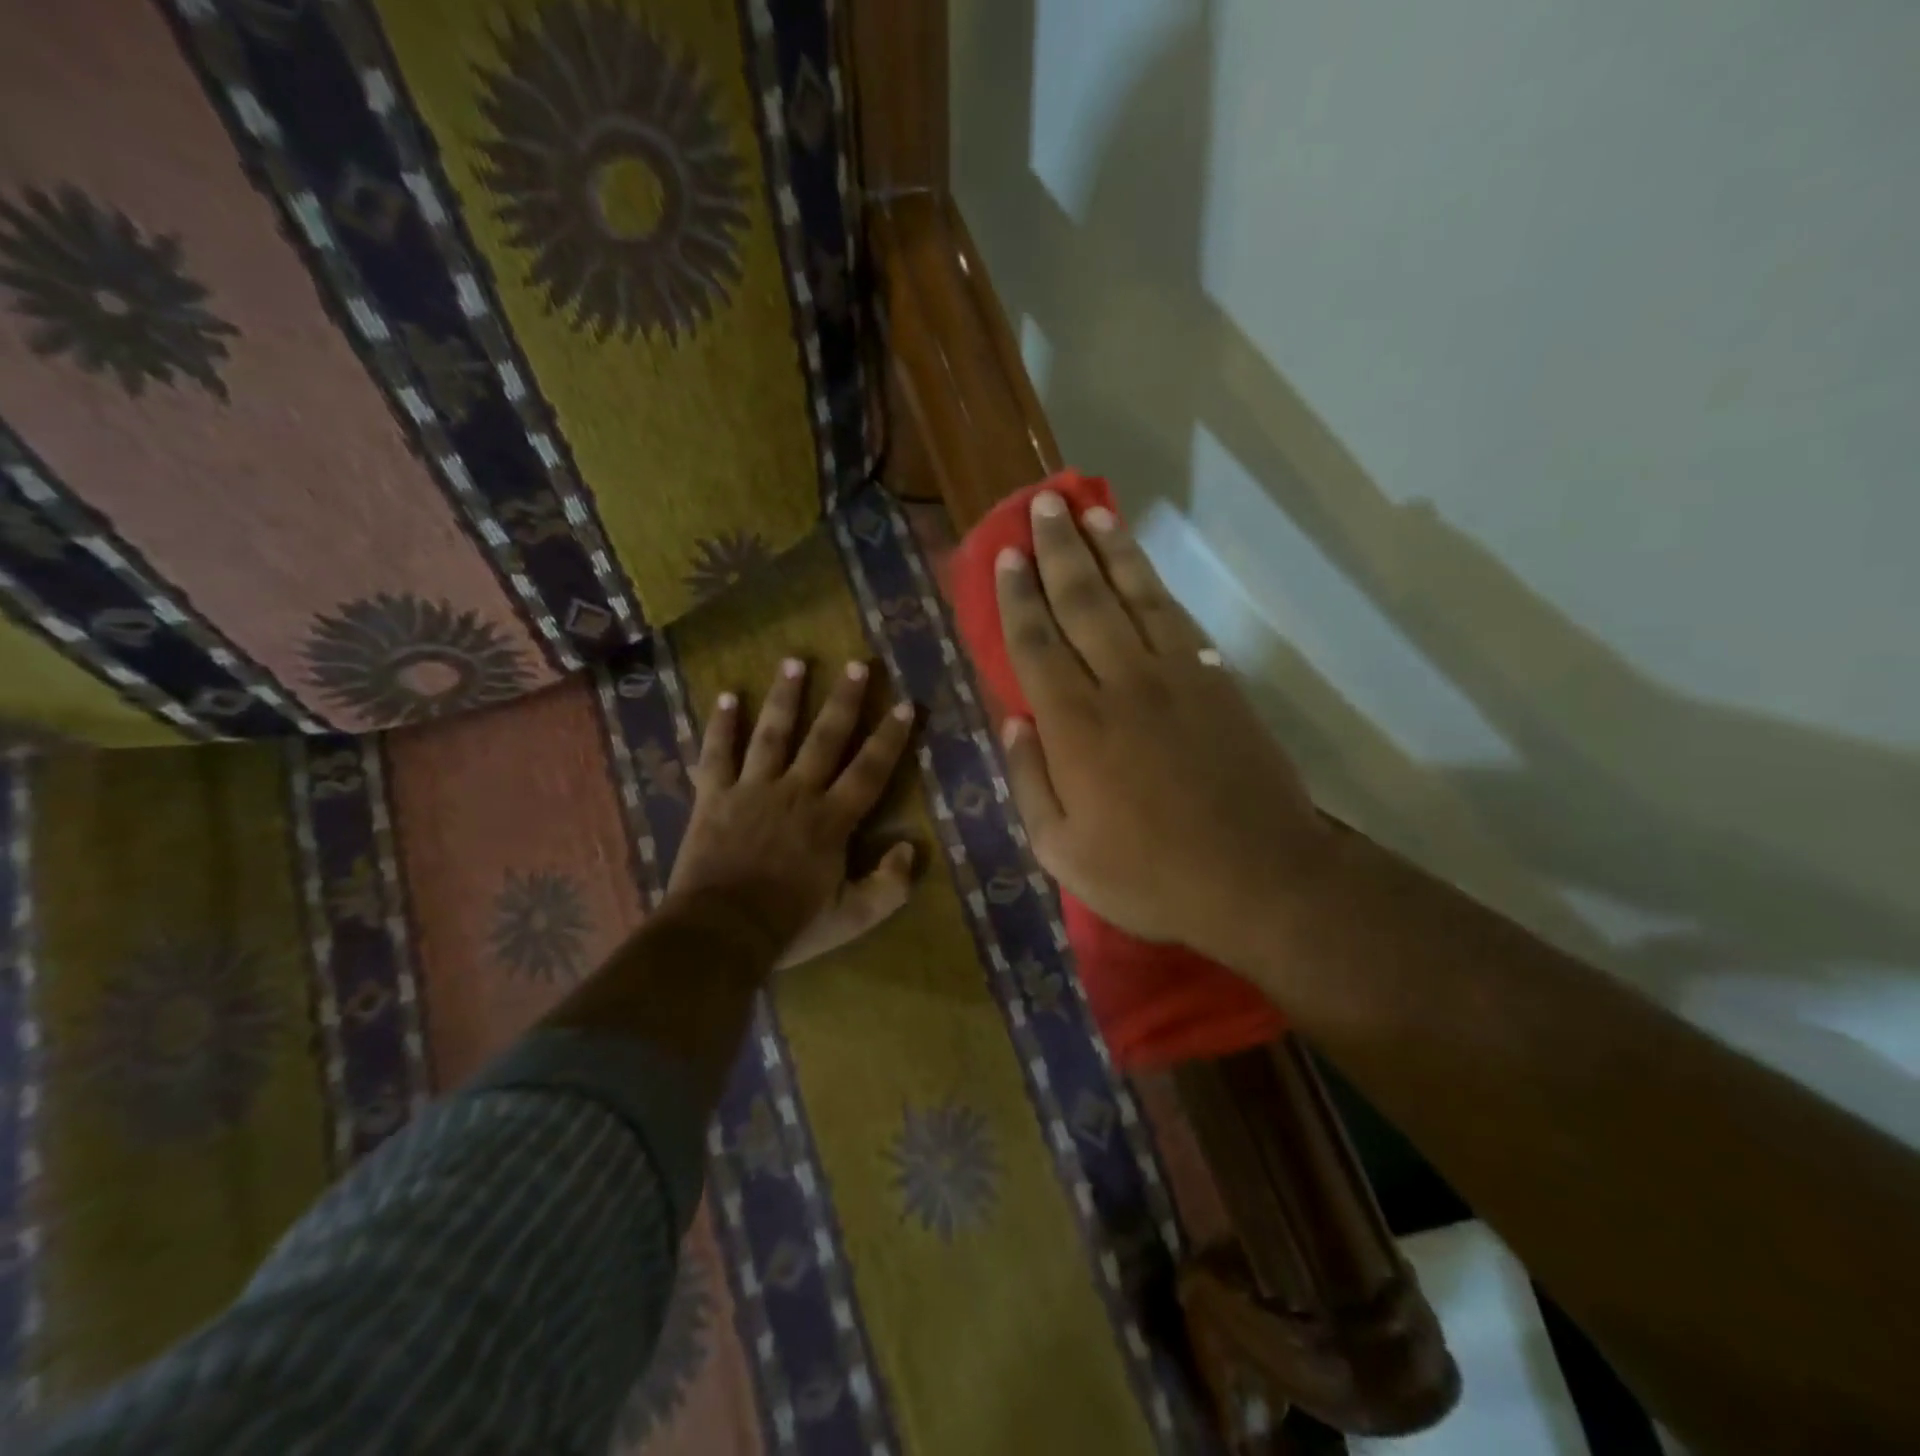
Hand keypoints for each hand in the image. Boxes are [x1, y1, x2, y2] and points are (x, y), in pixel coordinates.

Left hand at [667, 657, 917, 969]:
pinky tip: (726, 697)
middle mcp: (796, 792)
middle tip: (857, 663)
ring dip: (785, 696)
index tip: (905, 705)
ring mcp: (752, 789)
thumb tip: (908, 848)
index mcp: (831, 819)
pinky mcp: (713, 797)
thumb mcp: (853, 917)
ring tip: (794, 661)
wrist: (720, 932)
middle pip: (825, 738)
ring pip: (772, 733)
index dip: (890, 737)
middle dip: (844, 700)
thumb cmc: (790, 925)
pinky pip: (716, 754)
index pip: (869, 770)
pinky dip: (720, 726)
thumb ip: (889, 886)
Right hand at [996, 490, 1333, 968]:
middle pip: (1083, 602)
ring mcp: (1175, 676)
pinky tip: (1140, 566)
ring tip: (1089, 510)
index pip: (1036, 643)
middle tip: (1042, 506)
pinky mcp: (1216, 681)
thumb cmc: (1149, 875)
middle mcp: (1121, 684)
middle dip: (1058, 550)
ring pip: (1134, 595)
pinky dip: (1154, 584)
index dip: (1018, 597)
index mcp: (1075, 727)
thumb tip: (1012, 723)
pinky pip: (1177, 618)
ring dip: (1109, 550)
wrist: (1258, 877)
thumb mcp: (1062, 852)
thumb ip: (1029, 782)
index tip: (1007, 556)